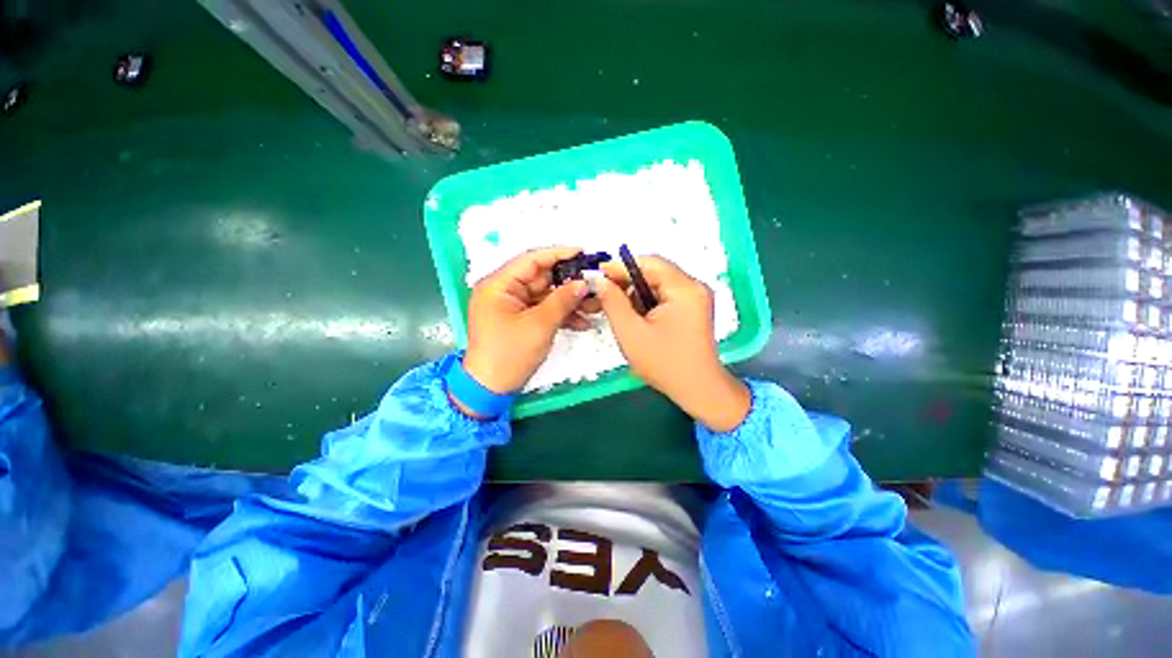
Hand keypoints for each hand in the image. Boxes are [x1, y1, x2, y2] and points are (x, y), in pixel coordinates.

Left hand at [462, 247, 592, 394]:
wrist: (490, 389)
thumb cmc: (509, 354)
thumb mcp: (539, 325)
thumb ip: (562, 300)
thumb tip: (583, 283)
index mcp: (499, 284)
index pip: (532, 259)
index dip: (558, 254)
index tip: (584, 253)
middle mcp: (505, 290)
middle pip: (542, 278)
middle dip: (569, 282)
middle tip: (595, 283)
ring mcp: (513, 306)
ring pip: (546, 295)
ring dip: (569, 300)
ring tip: (595, 305)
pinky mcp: (521, 320)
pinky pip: (544, 310)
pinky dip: (562, 315)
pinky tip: (583, 322)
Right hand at [596, 256, 750, 431]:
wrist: (697, 389)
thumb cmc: (664, 363)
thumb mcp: (631, 332)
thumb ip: (612, 302)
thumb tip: (599, 280)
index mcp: (684, 289)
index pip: (649, 262)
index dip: (621, 266)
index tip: (598, 274)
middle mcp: (694, 286)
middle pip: (655, 271)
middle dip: (628, 281)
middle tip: (605, 293)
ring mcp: (696, 297)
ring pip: (658, 283)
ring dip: (637, 293)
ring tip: (621, 311)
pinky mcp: (693, 308)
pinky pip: (665, 295)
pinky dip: (647, 301)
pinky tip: (637, 317)